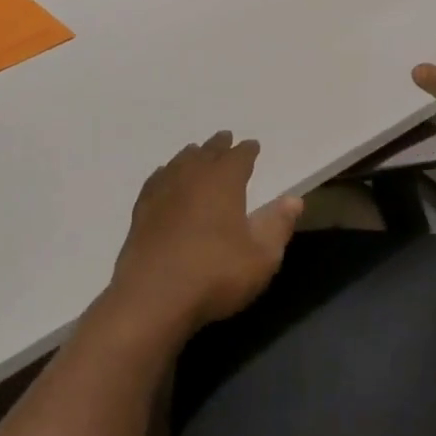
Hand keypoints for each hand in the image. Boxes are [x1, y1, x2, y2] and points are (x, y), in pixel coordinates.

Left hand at [106, 132, 303, 338]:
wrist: (153, 297)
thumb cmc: (215, 274)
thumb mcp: (261, 256)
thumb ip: (277, 225)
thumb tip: (294, 199)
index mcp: (223, 181)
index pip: (238, 157)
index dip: (247, 150)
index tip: (252, 146)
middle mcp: (191, 177)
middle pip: (206, 153)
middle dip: (218, 145)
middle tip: (225, 138)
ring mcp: (162, 192)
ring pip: (179, 163)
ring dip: (191, 155)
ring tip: (196, 152)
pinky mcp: (141, 212)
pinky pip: (156, 181)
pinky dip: (165, 174)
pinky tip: (164, 177)